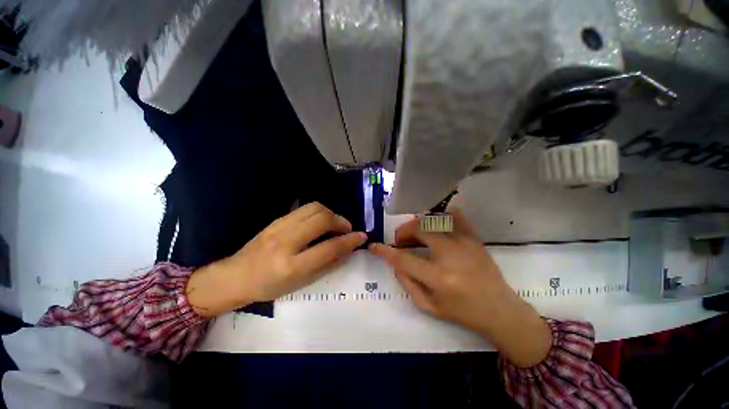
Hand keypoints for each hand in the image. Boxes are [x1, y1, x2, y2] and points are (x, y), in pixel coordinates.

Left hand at [186, 202, 366, 316]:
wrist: (235, 276)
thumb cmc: (269, 287)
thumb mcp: (300, 284)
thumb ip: (327, 265)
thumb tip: (347, 251)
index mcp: (291, 266)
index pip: (329, 248)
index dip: (349, 241)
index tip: (362, 236)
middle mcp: (285, 242)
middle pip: (322, 219)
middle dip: (341, 221)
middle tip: (347, 229)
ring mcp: (279, 227)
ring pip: (314, 208)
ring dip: (331, 213)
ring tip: (334, 223)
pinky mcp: (277, 219)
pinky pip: (304, 209)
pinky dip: (319, 212)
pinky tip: (320, 221)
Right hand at [370, 210, 550, 366]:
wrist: (499, 309)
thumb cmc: (462, 312)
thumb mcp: (428, 305)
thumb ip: (407, 282)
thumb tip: (395, 262)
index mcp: (439, 278)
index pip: (403, 259)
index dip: (384, 251)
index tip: (374, 247)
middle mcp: (451, 255)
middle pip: (418, 229)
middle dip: (402, 233)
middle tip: (401, 242)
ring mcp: (464, 242)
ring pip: (433, 219)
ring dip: (417, 225)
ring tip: (416, 235)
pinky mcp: (473, 237)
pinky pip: (454, 216)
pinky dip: (440, 216)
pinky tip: (435, 225)